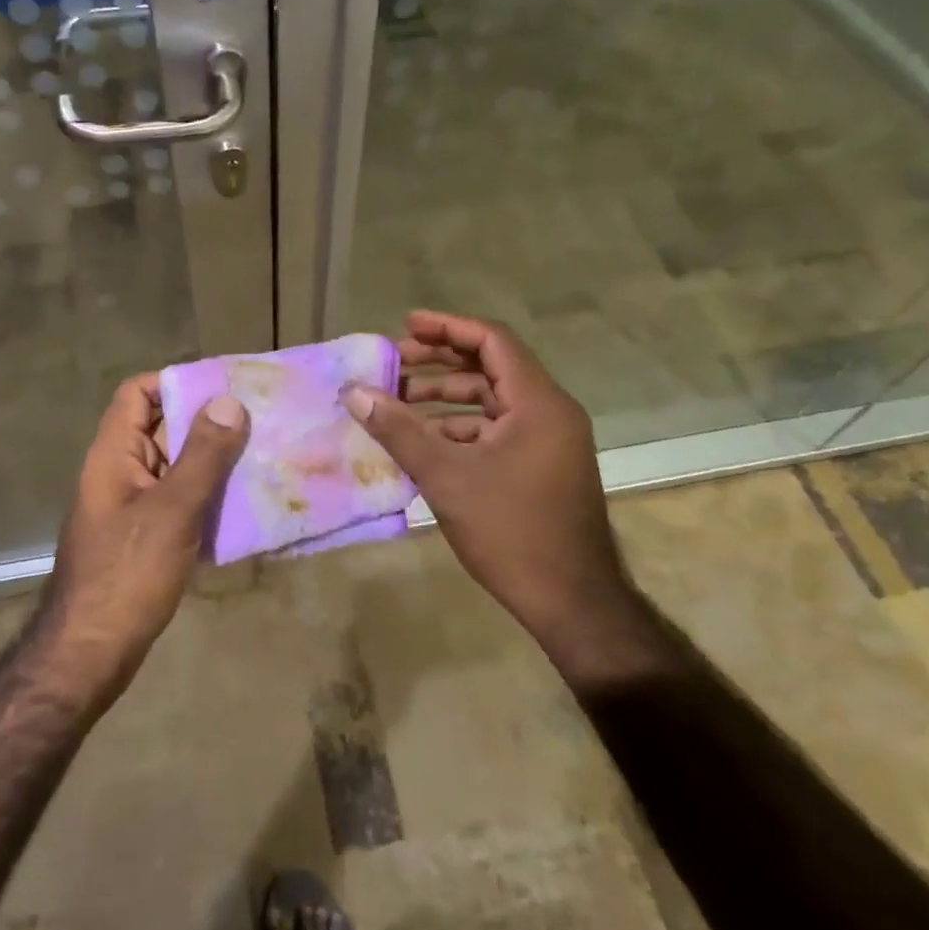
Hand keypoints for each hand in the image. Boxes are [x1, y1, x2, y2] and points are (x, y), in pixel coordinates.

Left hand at [41, 375, 248, 701]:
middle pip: (162, 426)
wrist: (90, 654)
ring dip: (214, 460)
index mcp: (114, 453)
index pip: (138, 392)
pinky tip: (247, 502)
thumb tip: (229, 401)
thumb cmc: (127, 574)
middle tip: (260, 417)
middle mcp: (121, 471)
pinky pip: (181, 500)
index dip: (177, 381)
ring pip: (176, 466)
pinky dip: (210, 495)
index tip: (225, 385)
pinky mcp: (147, 536)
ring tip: (264, 453)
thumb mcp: (171, 510)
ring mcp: (133, 505)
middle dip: (208, 420)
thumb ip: (202, 456)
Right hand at [344, 311, 657, 681]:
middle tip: (393, 365)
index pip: (492, 340)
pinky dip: (459, 428)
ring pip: (491, 401)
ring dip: (444, 398)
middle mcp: (549, 412)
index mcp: (538, 403)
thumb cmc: (511, 531)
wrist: (572, 602)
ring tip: (397, 403)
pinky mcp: (541, 465)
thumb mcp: (446, 477)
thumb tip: (356, 393)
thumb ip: (399, 430)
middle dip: (439, 362)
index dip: (447, 327)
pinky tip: (423, 442)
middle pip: (490, 367)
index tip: (405, 326)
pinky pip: (496, 429)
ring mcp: (548, 440)